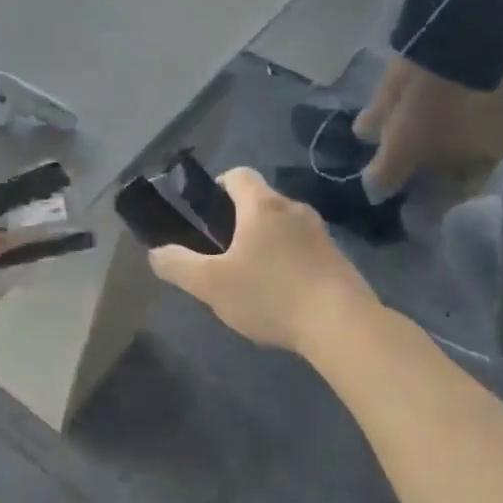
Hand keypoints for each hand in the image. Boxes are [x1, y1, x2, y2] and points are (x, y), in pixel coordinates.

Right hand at [147, 168, 379, 353]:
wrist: (346, 328)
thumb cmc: (271, 295)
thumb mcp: (209, 284)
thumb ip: (176, 265)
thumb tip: (156, 253)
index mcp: (262, 206)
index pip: (238, 174)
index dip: (217, 188)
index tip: (206, 216)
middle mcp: (294, 209)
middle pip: (260, 201)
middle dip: (238, 221)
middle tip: (220, 254)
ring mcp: (322, 234)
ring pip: (283, 227)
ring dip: (265, 243)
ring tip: (250, 278)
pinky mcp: (340, 261)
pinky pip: (304, 249)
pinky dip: (288, 262)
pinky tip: (281, 296)